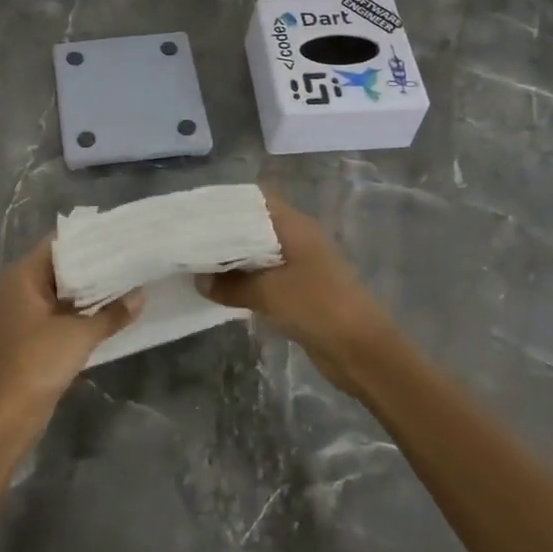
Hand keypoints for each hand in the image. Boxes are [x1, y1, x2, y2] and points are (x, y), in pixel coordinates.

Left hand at [0, 238, 142, 427]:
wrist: (6, 416)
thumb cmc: (37, 362)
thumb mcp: (79, 335)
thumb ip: (112, 313)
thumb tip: (141, 295)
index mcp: (23, 275)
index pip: (59, 243)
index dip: (90, 238)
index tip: (122, 235)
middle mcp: (21, 287)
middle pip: (62, 265)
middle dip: (96, 264)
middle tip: (132, 256)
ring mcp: (26, 312)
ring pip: (64, 290)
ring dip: (92, 289)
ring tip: (130, 278)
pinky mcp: (34, 334)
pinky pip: (62, 311)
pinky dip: (84, 310)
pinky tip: (113, 309)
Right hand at [198, 191, 397, 390]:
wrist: (364, 351)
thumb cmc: (317, 306)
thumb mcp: (267, 293)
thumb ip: (230, 284)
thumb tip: (200, 280)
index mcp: (294, 225)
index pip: (254, 200)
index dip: (225, 203)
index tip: (194, 213)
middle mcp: (298, 237)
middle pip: (254, 226)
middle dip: (223, 234)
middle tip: (189, 240)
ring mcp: (301, 264)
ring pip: (259, 253)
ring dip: (233, 260)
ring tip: (197, 264)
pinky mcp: (302, 290)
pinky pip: (267, 277)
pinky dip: (246, 281)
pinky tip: (222, 290)